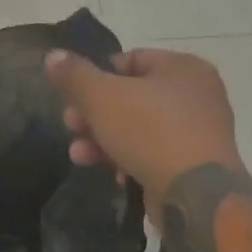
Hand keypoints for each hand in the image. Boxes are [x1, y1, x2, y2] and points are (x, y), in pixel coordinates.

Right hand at [44, 48, 242, 213]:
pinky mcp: (195, 164)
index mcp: (182, 67)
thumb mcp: (101, 97)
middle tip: (71, 126)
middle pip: (130, 96)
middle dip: (94, 114)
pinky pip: (155, 153)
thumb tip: (53, 55)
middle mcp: (197, 94)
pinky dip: (130, 159)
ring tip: (79, 155)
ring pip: (139, 128)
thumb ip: (74, 75)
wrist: (196, 195)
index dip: (96, 76)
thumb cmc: (149, 132)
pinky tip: (115, 175)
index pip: (129, 60)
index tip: (73, 98)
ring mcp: (199, 131)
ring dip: (104, 140)